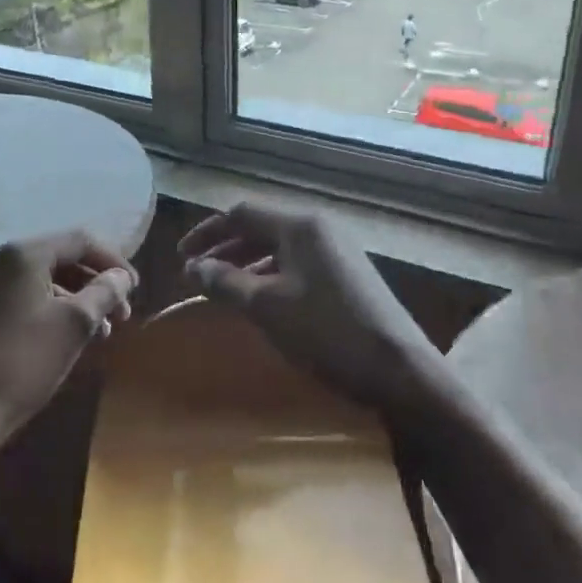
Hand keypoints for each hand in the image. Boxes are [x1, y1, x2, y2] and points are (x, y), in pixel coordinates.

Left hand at [0, 231, 136, 437]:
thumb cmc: (26, 360)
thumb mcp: (76, 323)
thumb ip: (105, 292)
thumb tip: (122, 277)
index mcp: (23, 254)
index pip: (80, 241)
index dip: (113, 262)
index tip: (135, 289)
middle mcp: (1, 261)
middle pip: (62, 259)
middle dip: (97, 283)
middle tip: (121, 314)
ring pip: (46, 281)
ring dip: (79, 300)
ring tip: (102, 332)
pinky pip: (28, 298)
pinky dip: (56, 310)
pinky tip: (71, 338)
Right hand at [178, 203, 438, 415]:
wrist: (399, 369)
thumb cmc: (326, 331)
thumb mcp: (266, 306)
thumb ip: (225, 282)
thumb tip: (194, 267)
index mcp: (300, 226)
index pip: (242, 213)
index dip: (207, 232)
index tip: (182, 256)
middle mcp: (320, 229)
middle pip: (261, 227)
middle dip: (225, 249)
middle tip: (197, 274)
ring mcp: (338, 252)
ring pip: (279, 248)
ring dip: (246, 264)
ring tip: (223, 288)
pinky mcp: (348, 276)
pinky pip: (297, 265)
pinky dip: (270, 276)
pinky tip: (261, 301)